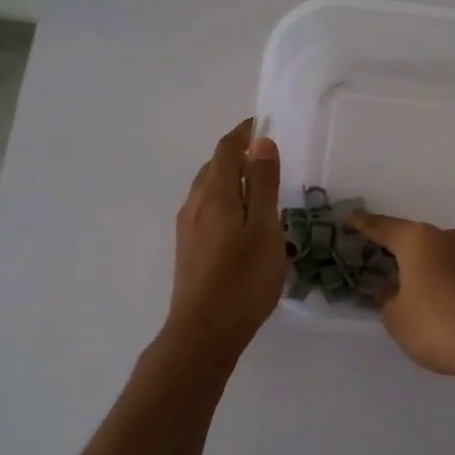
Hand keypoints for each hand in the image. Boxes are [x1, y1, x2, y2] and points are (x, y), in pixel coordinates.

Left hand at [166, 119, 286, 364]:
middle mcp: (194, 204)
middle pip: (214, 167)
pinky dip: (225, 200)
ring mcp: (187, 228)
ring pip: (208, 189)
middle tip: (267, 156)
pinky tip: (242, 221)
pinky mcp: (188, 248)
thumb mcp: (264, 229)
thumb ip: (262, 184)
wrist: (204, 332)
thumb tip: (261, 143)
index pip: (226, 149)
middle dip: (237, 154)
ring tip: (258, 187)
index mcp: (214, 194)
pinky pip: (206, 209)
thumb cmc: (243, 279)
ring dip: (230, 178)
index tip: (264, 122)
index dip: (244, 132)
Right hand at [344, 211, 454, 389]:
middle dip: (391, 248)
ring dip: (416, 266)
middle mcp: (445, 238)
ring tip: (400, 285)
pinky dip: (436, 278)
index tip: (346, 219)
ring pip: (433, 254)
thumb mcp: (397, 317)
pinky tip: (431, 299)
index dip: (362, 224)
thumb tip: (391, 287)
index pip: (382, 227)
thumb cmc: (439, 326)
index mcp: (418, 240)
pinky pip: (450, 269)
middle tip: (370, 257)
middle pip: (410, 238)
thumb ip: (387, 298)